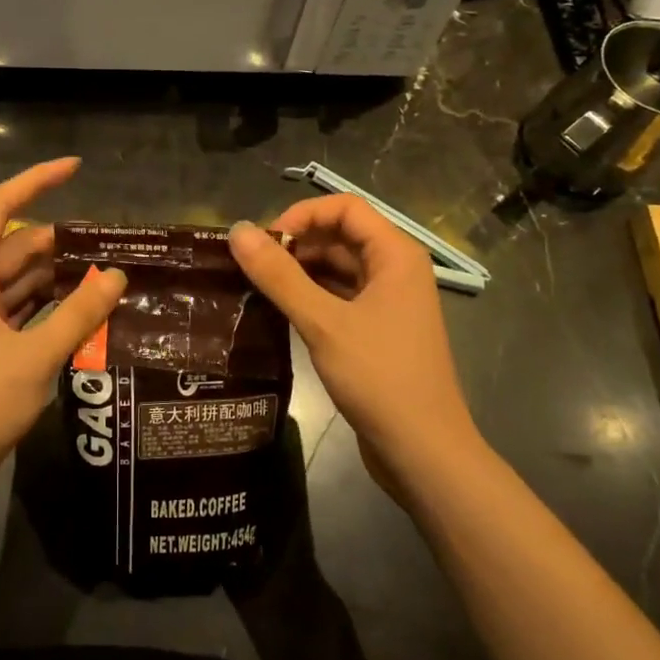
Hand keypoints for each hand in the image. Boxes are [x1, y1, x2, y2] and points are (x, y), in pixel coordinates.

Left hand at [0, 158, 125, 490]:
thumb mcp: (36, 355)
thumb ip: (79, 312)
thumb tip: (117, 275)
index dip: (36, 181)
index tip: (75, 168)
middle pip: (13, 245)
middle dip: (58, 241)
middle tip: (109, 240)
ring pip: (17, 278)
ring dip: (55, 274)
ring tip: (104, 270)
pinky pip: (17, 306)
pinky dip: (46, 303)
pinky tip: (82, 305)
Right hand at [228, 196, 482, 499]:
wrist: (423, 452)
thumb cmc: (379, 378)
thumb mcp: (323, 322)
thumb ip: (279, 275)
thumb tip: (236, 232)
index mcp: (395, 255)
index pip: (345, 208)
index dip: (301, 215)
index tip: (264, 243)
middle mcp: (395, 270)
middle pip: (340, 235)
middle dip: (296, 244)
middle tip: (252, 268)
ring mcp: (388, 302)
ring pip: (337, 268)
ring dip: (299, 272)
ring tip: (257, 287)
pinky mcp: (377, 331)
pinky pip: (339, 297)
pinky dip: (310, 297)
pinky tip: (278, 311)